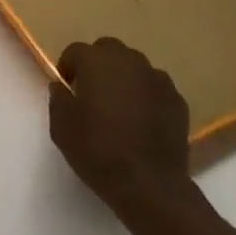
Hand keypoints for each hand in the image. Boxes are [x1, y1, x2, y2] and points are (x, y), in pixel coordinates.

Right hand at [49, 38, 193, 227]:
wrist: (149, 185)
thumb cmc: (98, 152)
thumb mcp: (61, 128)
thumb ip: (58, 99)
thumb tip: (61, 86)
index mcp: (97, 62)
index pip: (76, 50)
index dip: (68, 67)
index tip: (67, 88)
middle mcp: (129, 61)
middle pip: (108, 49)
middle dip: (97, 64)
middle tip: (92, 92)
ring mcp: (157, 78)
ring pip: (135, 66)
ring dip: (123, 77)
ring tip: (119, 106)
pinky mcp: (177, 99)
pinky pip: (155, 87)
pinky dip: (146, 95)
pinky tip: (142, 120)